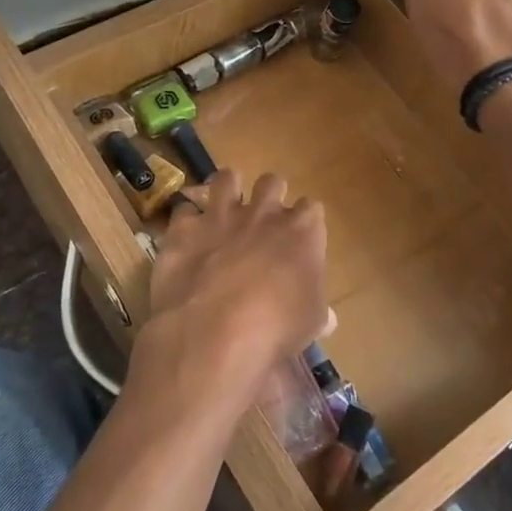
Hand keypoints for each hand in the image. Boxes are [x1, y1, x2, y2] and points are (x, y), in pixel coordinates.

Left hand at [133, 169, 330, 413]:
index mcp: (301, 231)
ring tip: (223, 206)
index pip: (311, 209)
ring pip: (226, 178)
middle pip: (272, 182)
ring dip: (227, 188)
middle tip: (263, 218)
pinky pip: (184, 209)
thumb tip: (328, 318)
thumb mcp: (310, 323)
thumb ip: (318, 311)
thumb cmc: (276, 328)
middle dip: (269, 195)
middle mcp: (263, 213)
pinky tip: (186, 234)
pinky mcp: (184, 228)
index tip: (299, 238)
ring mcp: (221, 216)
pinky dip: (186, 220)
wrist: (214, 332)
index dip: (304, 222)